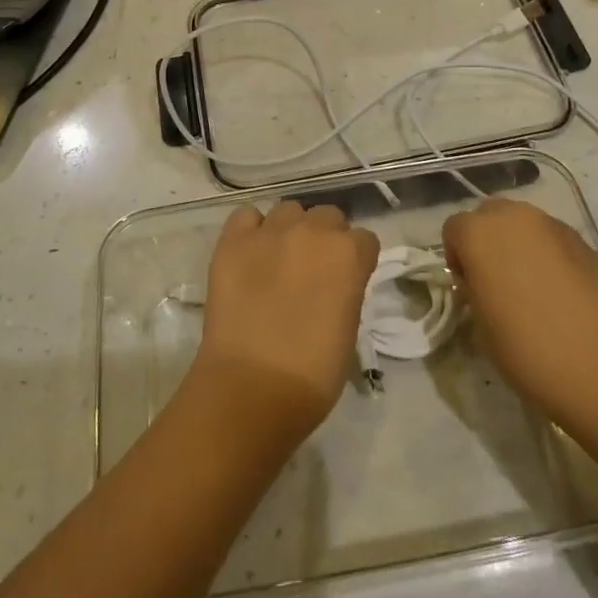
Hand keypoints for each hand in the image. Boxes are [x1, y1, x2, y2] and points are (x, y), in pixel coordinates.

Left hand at [190, 201, 379, 445]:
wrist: (252, 387)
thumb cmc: (313, 373)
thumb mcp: (348, 326)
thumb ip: (346, 289)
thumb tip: (333, 281)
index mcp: (350, 255)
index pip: (364, 239)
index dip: (356, 259)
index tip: (347, 279)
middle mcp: (313, 231)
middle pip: (328, 215)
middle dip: (325, 237)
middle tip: (313, 269)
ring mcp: (270, 232)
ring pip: (288, 210)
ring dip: (290, 229)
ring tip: (278, 259)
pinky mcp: (233, 241)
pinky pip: (246, 216)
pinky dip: (251, 229)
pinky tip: (250, 252)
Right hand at [443, 199, 597, 434]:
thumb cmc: (527, 349)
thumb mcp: (481, 324)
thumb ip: (474, 290)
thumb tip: (481, 282)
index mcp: (480, 233)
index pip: (454, 229)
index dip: (457, 257)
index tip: (468, 289)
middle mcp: (516, 217)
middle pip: (490, 215)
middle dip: (487, 240)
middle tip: (494, 282)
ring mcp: (554, 226)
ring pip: (524, 224)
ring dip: (518, 245)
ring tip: (529, 288)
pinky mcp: (586, 242)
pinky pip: (553, 240)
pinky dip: (548, 255)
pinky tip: (559, 294)